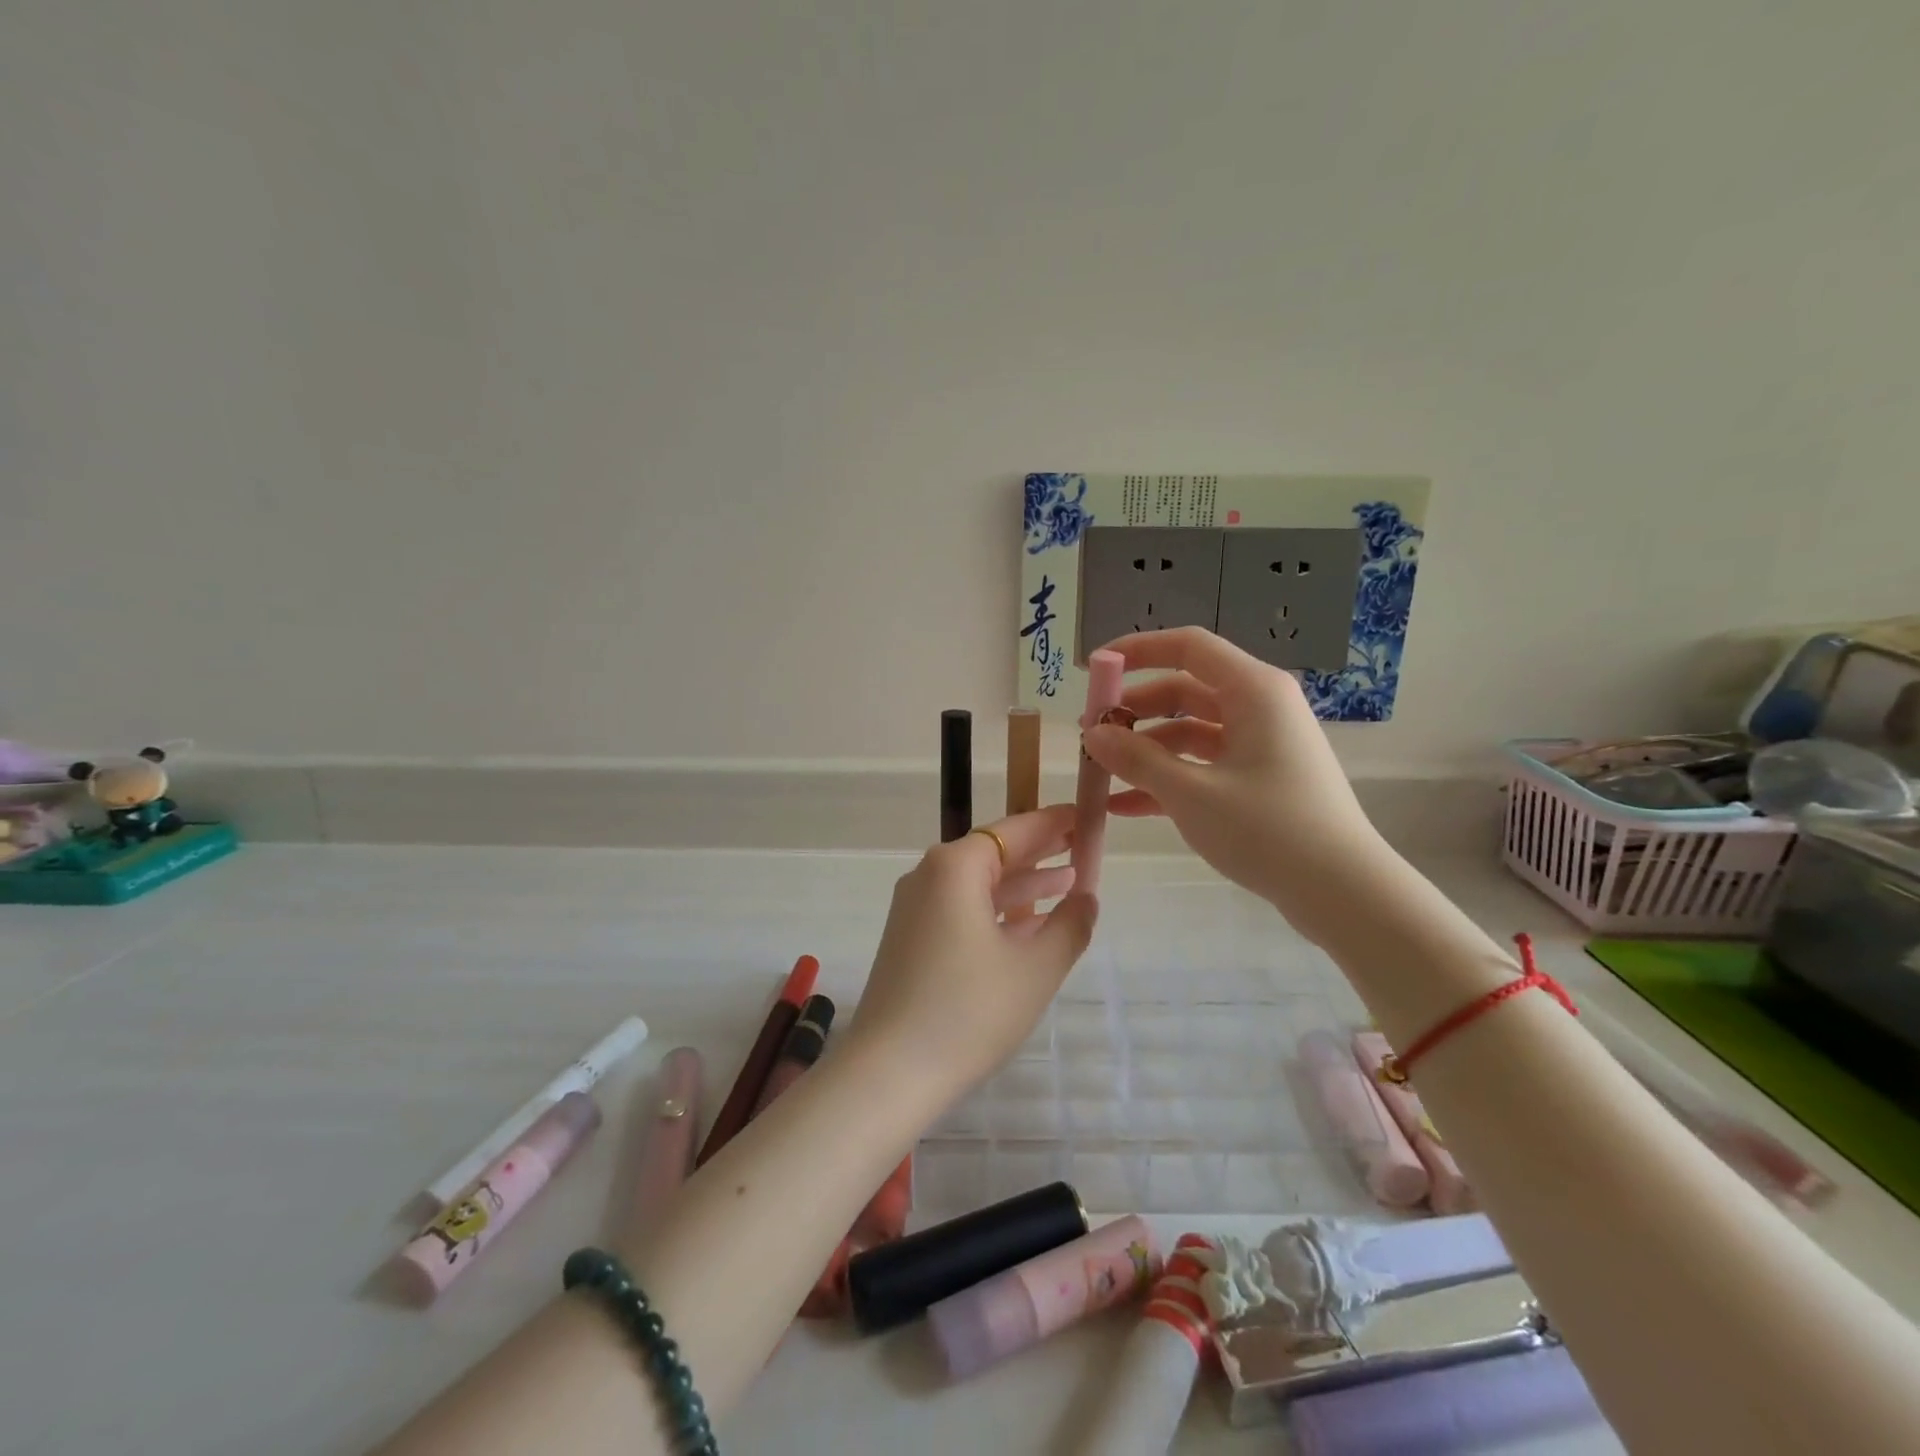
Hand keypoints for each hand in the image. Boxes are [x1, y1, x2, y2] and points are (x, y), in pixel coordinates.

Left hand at [849, 805, 1097, 1092]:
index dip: (1052, 823)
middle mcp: (928, 876)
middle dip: (1039, 853)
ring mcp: (914, 908)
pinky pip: (961, 910)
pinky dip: (996, 912)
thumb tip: (1086, 898)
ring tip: (1068, 887)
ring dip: (1021, 885)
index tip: (1083, 816)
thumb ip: (1070, 925)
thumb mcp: (1035, 968)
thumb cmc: (970, 1010)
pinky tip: (1028, 926)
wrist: (890, 1072)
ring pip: (978, 884)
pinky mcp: (910, 939)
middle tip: (1081, 848)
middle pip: (993, 853)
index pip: (1013, 830)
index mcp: (955, 867)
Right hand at [1080, 627, 1391, 942]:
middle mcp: (1259, 707)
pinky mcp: (1260, 779)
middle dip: (1134, 711)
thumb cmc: (1267, 829)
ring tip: (1101, 775)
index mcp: (1253, 691)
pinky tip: (1125, 807)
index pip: (1187, 646)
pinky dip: (1168, 779)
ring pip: (1190, 732)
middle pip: (1184, 691)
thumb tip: (1093, 733)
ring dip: (1145, 751)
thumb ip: (1137, 759)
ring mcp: (1261, 745)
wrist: (1343, 892)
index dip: (1136, 651)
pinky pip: (1204, 766)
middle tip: (1091, 733)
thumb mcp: (1190, 793)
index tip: (1094, 669)